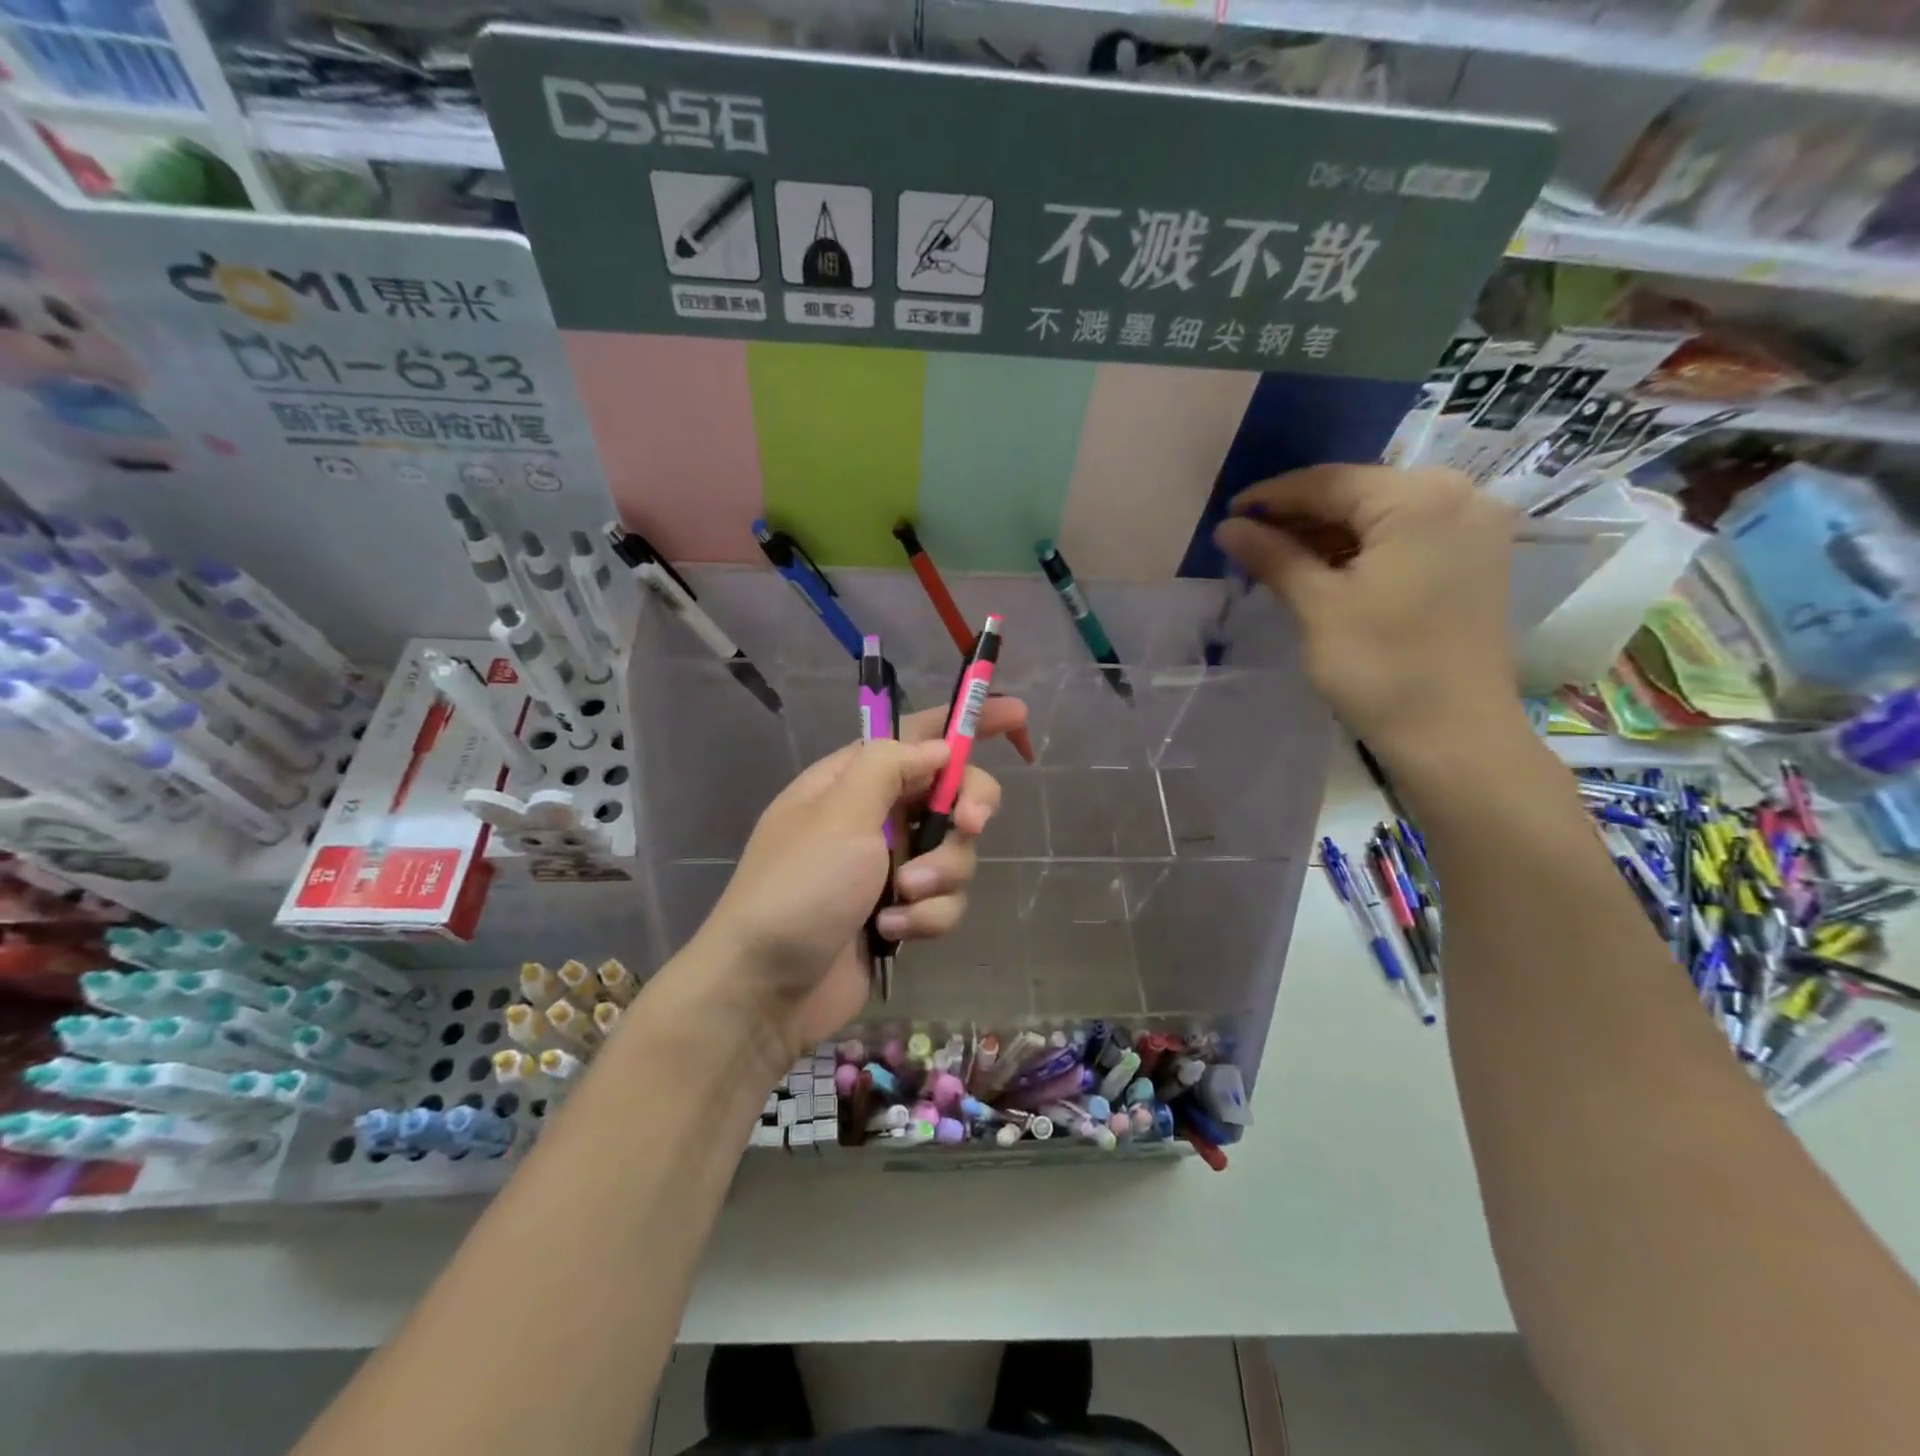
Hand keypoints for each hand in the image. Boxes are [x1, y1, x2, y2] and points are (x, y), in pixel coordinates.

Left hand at [695, 697, 1024, 1055]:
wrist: (766, 990)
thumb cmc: (798, 889)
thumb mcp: (839, 816)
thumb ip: (890, 768)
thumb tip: (939, 747)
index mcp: (853, 781)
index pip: (918, 735)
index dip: (967, 722)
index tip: (1017, 716)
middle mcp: (876, 817)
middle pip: (952, 794)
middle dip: (967, 810)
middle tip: (970, 825)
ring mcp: (890, 866)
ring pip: (955, 853)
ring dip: (938, 876)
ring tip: (899, 899)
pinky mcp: (902, 912)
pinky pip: (944, 900)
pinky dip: (926, 916)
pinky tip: (891, 930)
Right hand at [1214, 464, 1522, 764]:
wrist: (1454, 736)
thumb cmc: (1380, 667)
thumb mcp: (1317, 605)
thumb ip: (1273, 556)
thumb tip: (1227, 527)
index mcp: (1420, 498)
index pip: (1329, 481)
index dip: (1271, 497)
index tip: (1228, 515)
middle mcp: (1459, 496)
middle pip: (1359, 493)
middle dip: (1300, 515)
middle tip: (1248, 540)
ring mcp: (1474, 529)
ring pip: (1382, 516)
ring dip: (1328, 534)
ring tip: (1277, 557)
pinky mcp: (1475, 560)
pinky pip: (1406, 537)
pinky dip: (1361, 549)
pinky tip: (1323, 569)